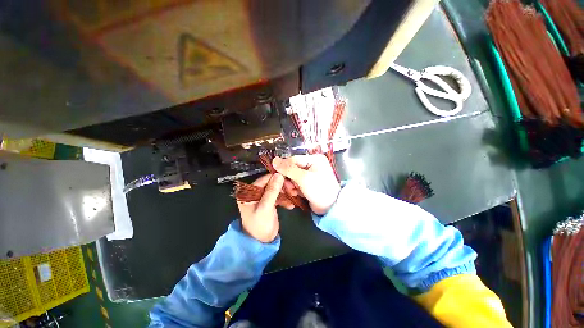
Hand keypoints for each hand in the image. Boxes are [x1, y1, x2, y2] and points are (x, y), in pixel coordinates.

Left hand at [237, 173, 289, 242]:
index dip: (276, 178)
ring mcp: (262, 198)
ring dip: (285, 193)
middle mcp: (254, 193)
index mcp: (248, 192)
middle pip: (271, 184)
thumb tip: (279, 174)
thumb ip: (272, 190)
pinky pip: (278, 197)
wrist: (262, 242)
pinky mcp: (269, 203)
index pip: (264, 179)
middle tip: (292, 189)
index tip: (288, 179)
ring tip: (294, 196)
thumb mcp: (266, 207)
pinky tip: (290, 205)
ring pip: (276, 190)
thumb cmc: (260, 224)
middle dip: (282, 186)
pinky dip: (284, 200)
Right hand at [272, 155, 340, 214]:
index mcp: (314, 159)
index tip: (279, 177)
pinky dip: (295, 188)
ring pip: (293, 177)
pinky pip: (297, 183)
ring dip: (291, 185)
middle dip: (289, 179)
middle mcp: (312, 164)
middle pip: (292, 168)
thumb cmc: (320, 190)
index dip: (285, 168)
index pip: (293, 159)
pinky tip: (297, 193)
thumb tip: (275, 160)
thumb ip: (288, 169)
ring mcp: (310, 174)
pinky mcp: (308, 183)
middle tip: (290, 187)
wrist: (330, 208)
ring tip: (294, 192)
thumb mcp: (303, 178)